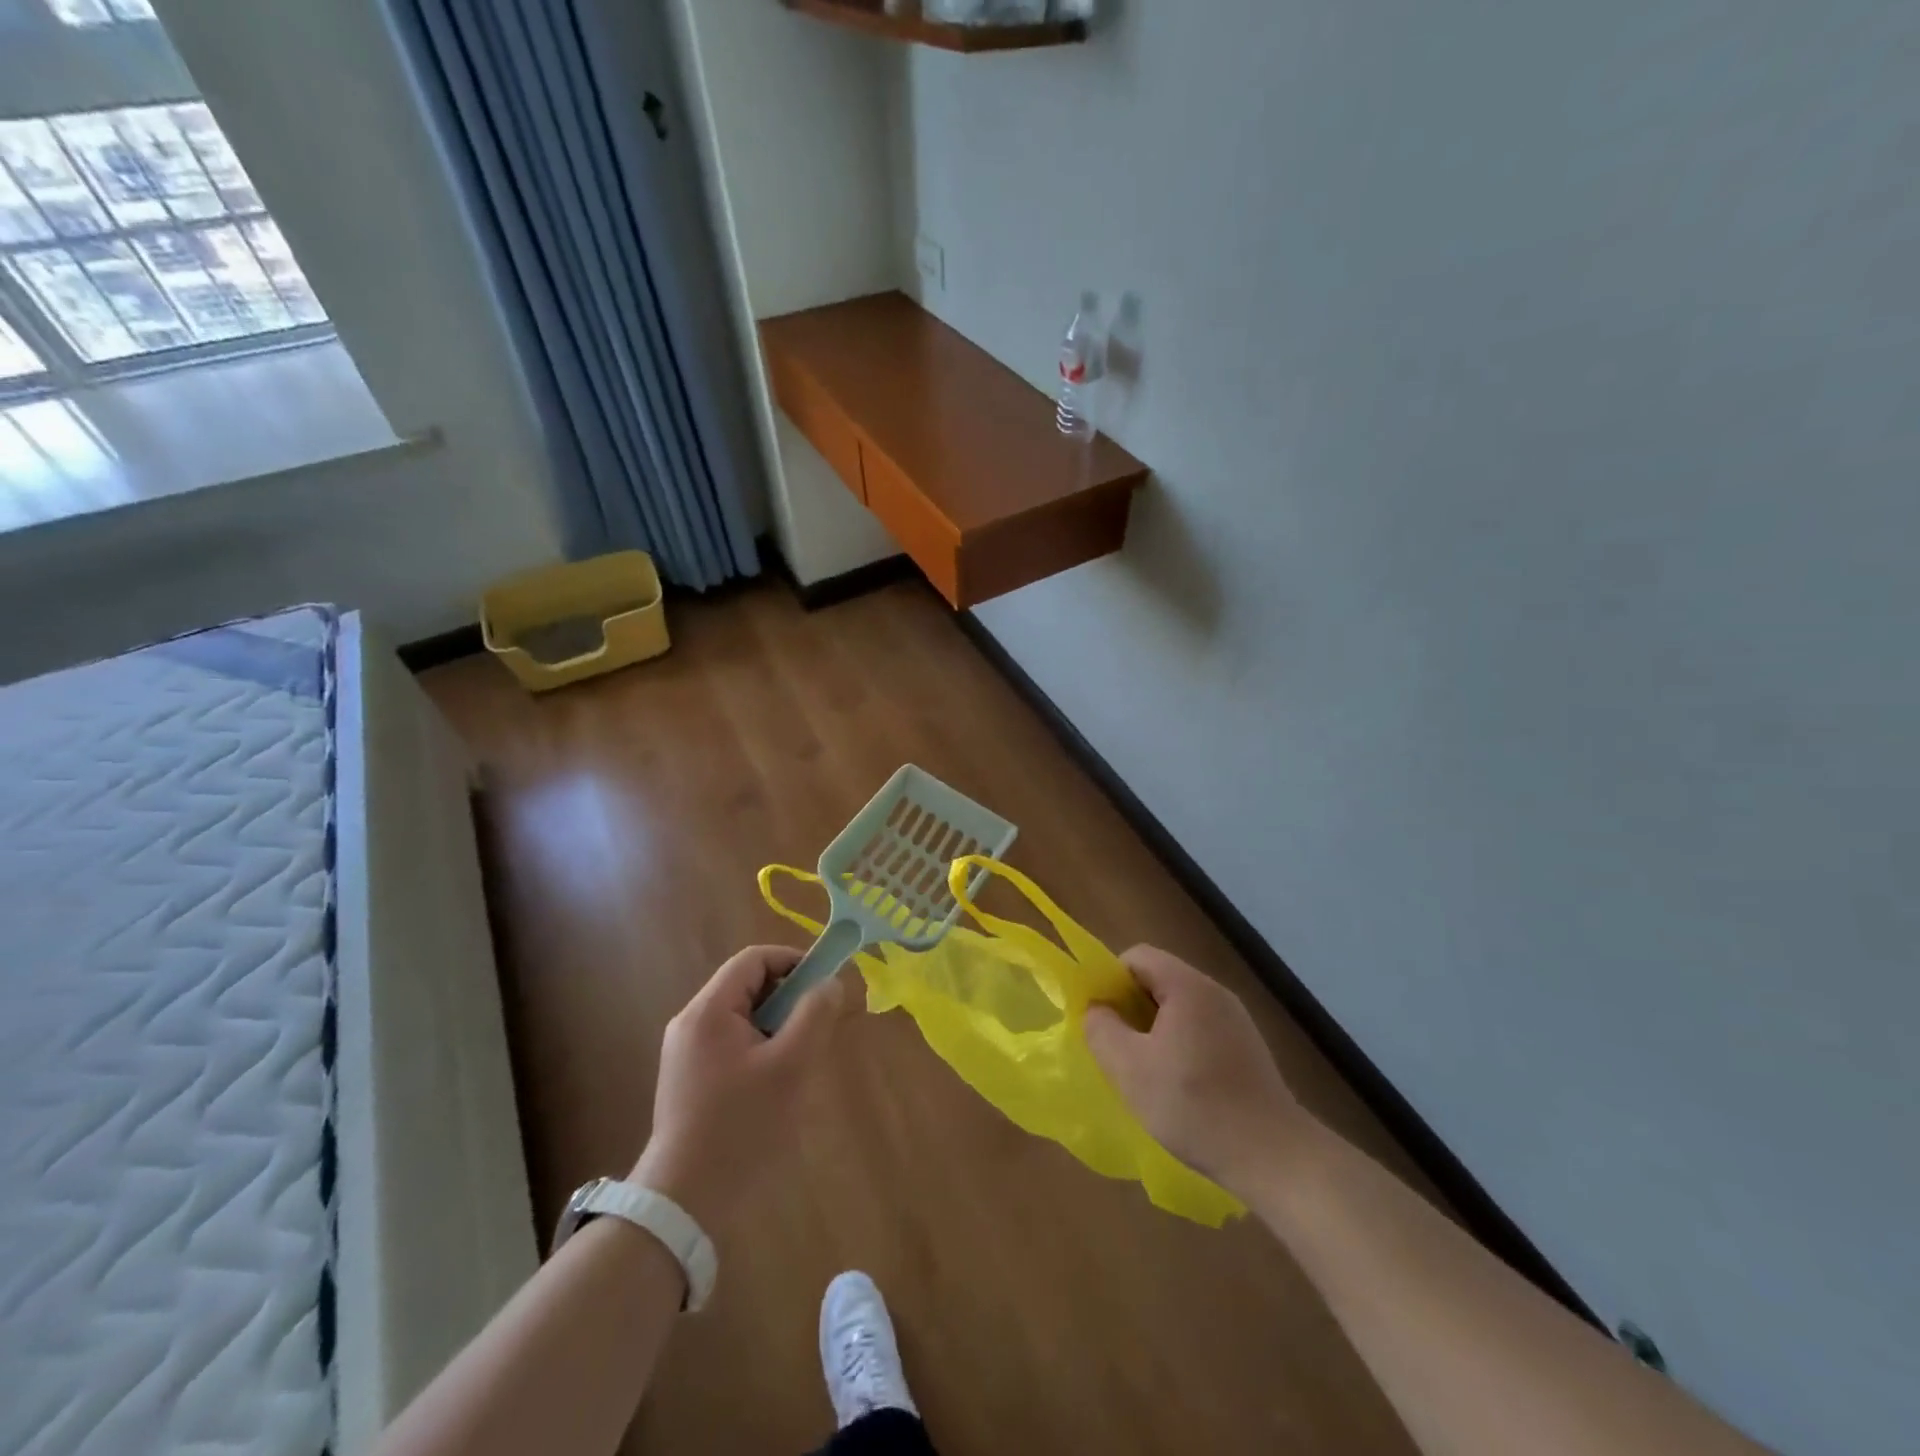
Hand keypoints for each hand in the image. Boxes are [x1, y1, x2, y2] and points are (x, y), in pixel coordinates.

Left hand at [632, 946, 849, 1227]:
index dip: (793, 960)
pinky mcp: (689, 1079)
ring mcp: (686, 1052)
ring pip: (743, 1017)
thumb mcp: (790, 1065)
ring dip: (777, 1025)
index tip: (825, 982)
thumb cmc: (742, 1126)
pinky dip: (760, 1047)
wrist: (685, 1202)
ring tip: (800, 1059)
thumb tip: (830, 983)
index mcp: (709, 1010)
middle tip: (818, 1026)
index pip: (754, 959)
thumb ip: (814, 1014)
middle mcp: (691, 1022)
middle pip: (747, 986)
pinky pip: (732, 1043)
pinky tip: (776, 1083)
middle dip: (788, 997)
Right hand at [1085, 945, 1303, 1195]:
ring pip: (1180, 1006)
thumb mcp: (1130, 1069)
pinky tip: (1180, 1086)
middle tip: (1118, 1046)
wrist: (1274, 1156)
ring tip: (1145, 1070)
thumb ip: (1102, 1029)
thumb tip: (1096, 1008)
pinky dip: (1180, 1044)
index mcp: (1187, 986)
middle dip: (1131, 1006)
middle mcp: (1215, 992)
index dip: (1111, 980)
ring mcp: (1237, 1020)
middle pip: (1159, 979)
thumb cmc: (1194, 1106)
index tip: (1103, 1018)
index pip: (1137, 957)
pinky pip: (1201, 1028)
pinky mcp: (1248, 1047)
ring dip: (1155, 1029)